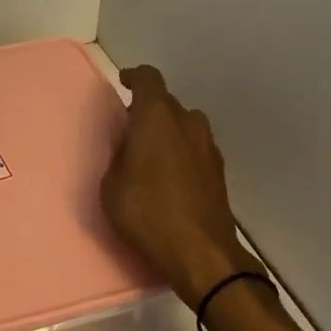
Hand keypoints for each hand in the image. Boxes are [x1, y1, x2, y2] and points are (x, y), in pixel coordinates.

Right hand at [101, 64, 242, 308]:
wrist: (201, 253)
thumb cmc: (147, 212)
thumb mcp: (112, 185)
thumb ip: (118, 156)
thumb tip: (129, 147)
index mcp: (157, 117)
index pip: (148, 79)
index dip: (135, 77)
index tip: (124, 83)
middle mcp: (187, 123)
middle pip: (167, 102)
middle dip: (148, 110)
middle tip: (130, 129)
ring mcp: (208, 146)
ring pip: (185, 125)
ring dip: (168, 131)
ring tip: (150, 153)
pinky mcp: (218, 171)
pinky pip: (195, 147)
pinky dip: (181, 151)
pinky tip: (169, 175)